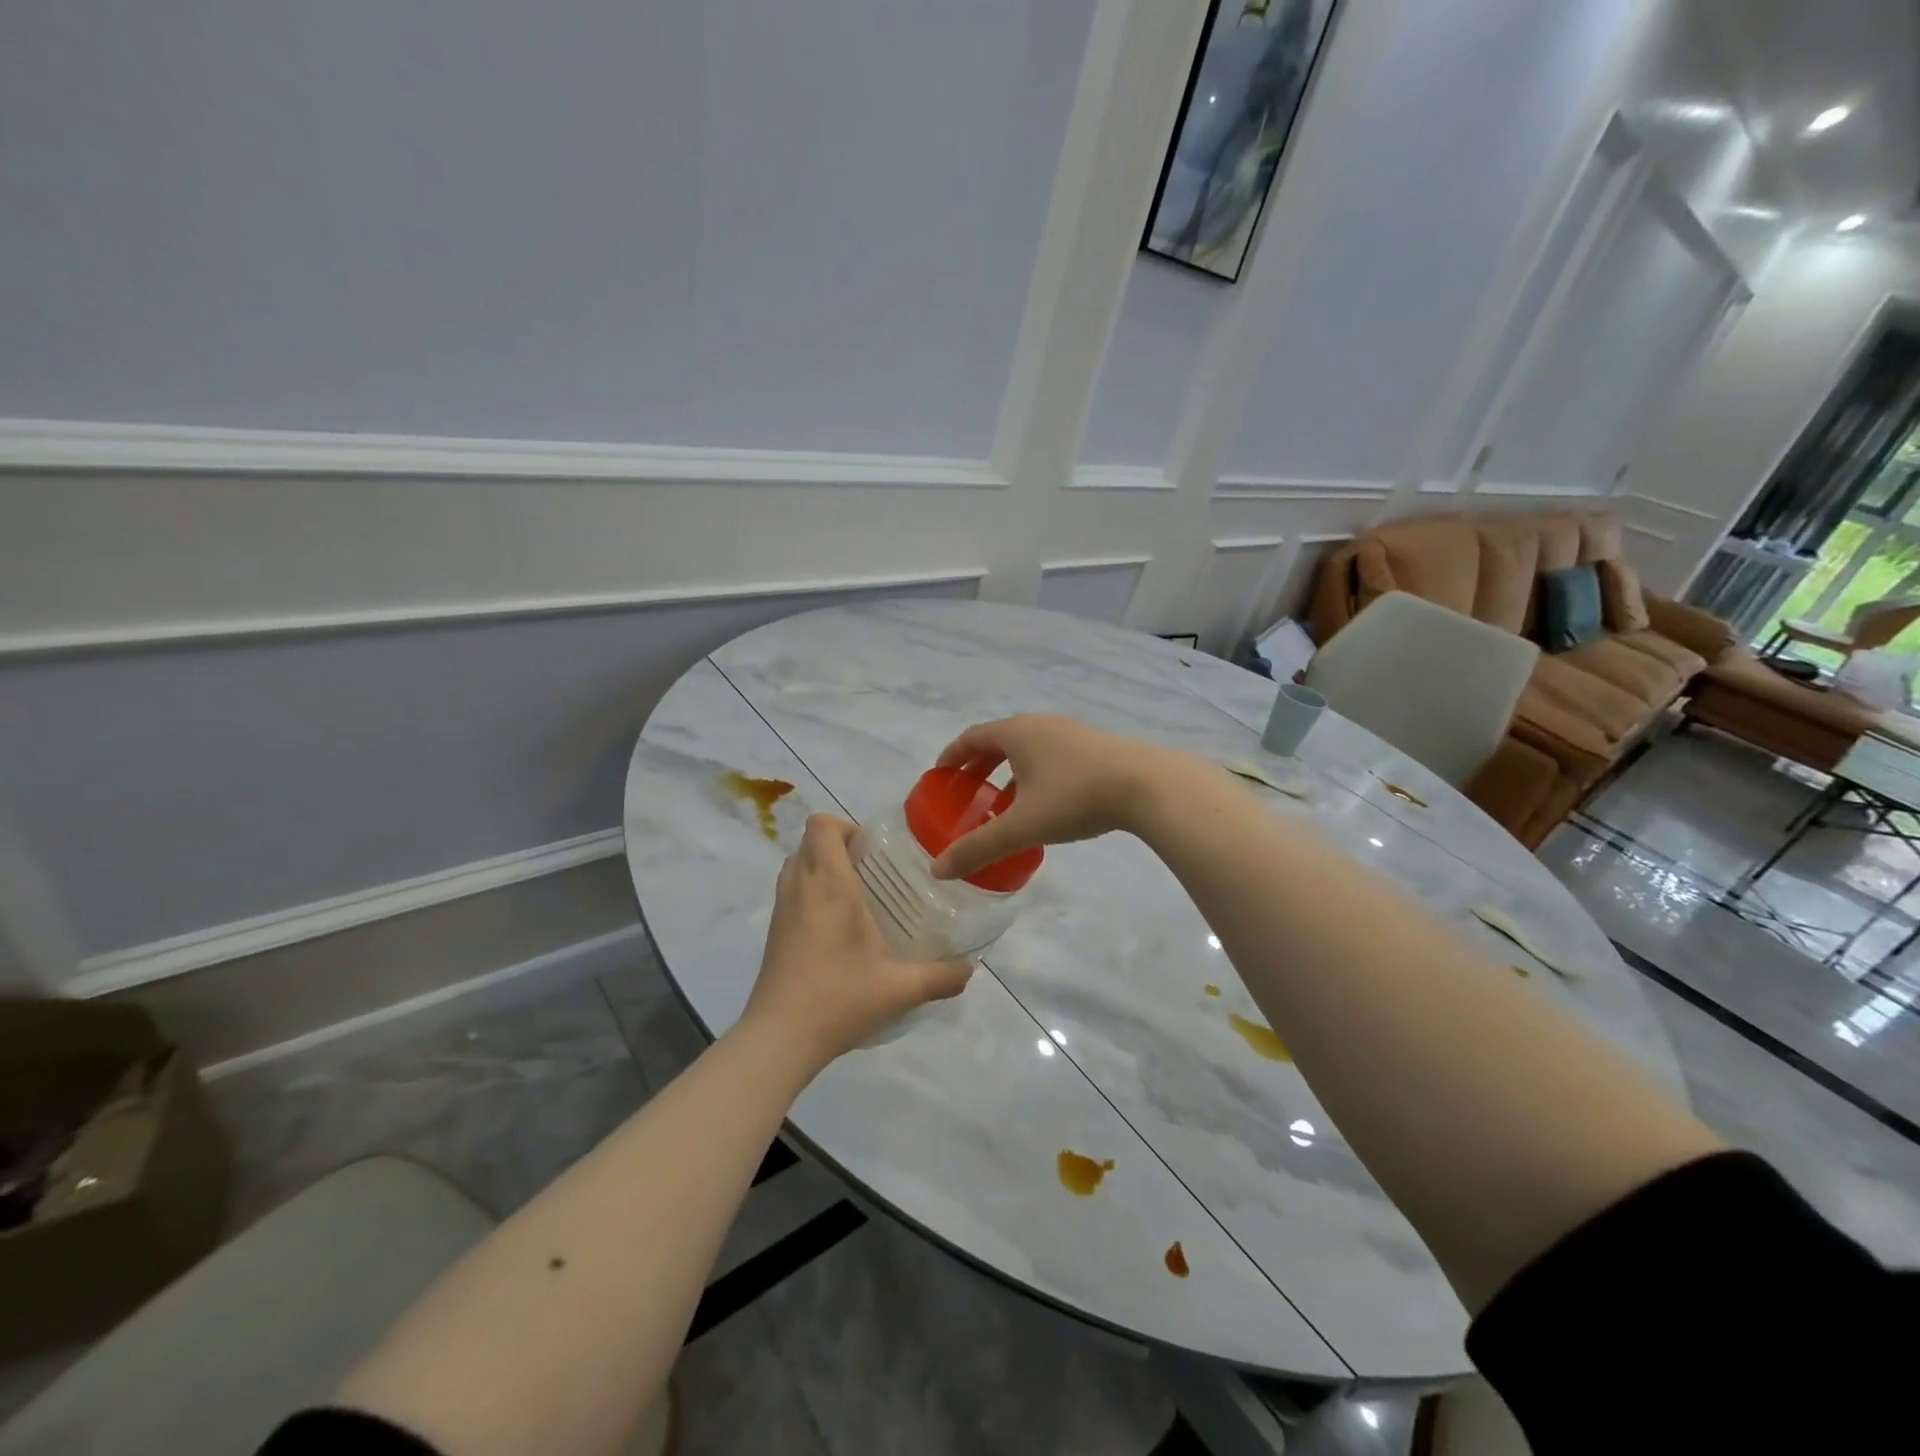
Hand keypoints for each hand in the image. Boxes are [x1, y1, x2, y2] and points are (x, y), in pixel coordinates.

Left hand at [743, 815, 973, 1064]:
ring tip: (855, 894)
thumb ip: (940, 977)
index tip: (873, 850)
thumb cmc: (838, 998)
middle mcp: (801, 888)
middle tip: (871, 870)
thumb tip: (971, 969)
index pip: (821, 826)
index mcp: (829, 885)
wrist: (779, 1037)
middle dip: (837, 845)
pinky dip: (809, 892)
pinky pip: (790, 891)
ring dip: (820, 867)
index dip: (845, 826)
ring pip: (795, 865)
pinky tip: (837, 927)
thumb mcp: (899, 989)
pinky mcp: (773, 932)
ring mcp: (781, 909)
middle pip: (808, 841)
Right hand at [929, 715, 1182, 880]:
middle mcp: (1040, 724)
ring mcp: (1070, 732)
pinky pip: (1051, 754)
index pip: (972, 737)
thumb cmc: (1075, 798)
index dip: (951, 755)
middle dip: (978, 765)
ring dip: (1008, 771)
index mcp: (1016, 733)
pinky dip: (1034, 774)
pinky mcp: (1094, 746)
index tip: (939, 775)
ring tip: (1002, 802)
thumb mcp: (1022, 826)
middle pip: (998, 740)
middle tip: (966, 792)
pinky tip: (1044, 803)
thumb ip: (979, 847)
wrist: (1147, 785)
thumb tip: (939, 870)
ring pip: (1028, 748)